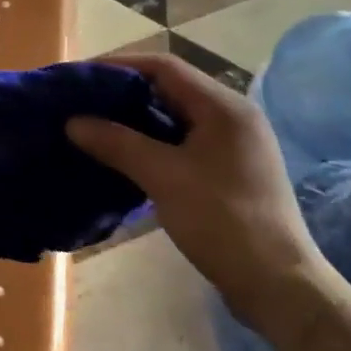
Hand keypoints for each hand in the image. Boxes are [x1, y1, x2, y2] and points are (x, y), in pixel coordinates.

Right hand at [66, 54, 326, 334]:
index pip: (164, 67)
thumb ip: (117, 143)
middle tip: (81, 102)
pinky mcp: (227, 171)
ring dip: (135, 119)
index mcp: (224, 107)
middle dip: (123, 92)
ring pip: (175, 118)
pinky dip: (151, 142)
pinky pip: (182, 142)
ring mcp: (232, 145)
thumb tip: (73, 122)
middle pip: (170, 89)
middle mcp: (232, 117)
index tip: (80, 77)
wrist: (276, 284)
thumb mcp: (164, 177)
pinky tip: (123, 155)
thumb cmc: (222, 220)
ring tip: (93, 126)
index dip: (119, 66)